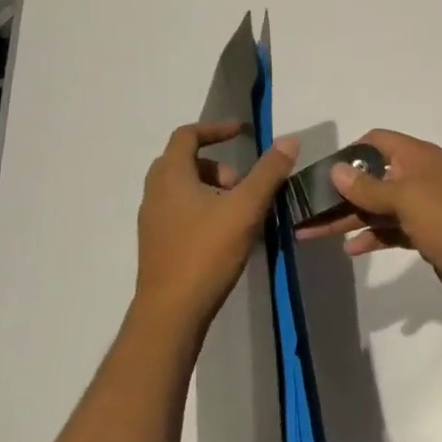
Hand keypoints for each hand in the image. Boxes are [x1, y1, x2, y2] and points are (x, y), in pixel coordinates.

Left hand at [136, 121, 296, 325]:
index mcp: (171, 176)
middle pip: (184, 161)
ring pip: (182, 188)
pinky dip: (203, 208)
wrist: (171, 313)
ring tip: (241, 210)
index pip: (187, 135)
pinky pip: (180, 211)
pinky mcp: (158, 244)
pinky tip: (227, 233)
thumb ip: (268, 172)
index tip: (243, 133)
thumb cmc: (206, 253)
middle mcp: (155, 192)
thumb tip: (288, 140)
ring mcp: (153, 220)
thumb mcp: (245, 208)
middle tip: (244, 183)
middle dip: (218, 164)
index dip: (216, 129)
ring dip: (212, 188)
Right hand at [295, 129, 441, 318]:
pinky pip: (391, 230)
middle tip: (304, 210)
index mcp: (418, 158)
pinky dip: (371, 237)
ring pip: (378, 207)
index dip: (349, 153)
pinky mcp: (426, 235)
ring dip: (349, 218)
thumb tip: (336, 169)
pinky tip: (350, 249)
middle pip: (372, 177)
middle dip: (340, 193)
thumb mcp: (406, 199)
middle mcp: (419, 177)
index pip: (377, 141)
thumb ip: (368, 187)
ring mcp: (424, 208)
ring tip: (312, 233)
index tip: (322, 174)